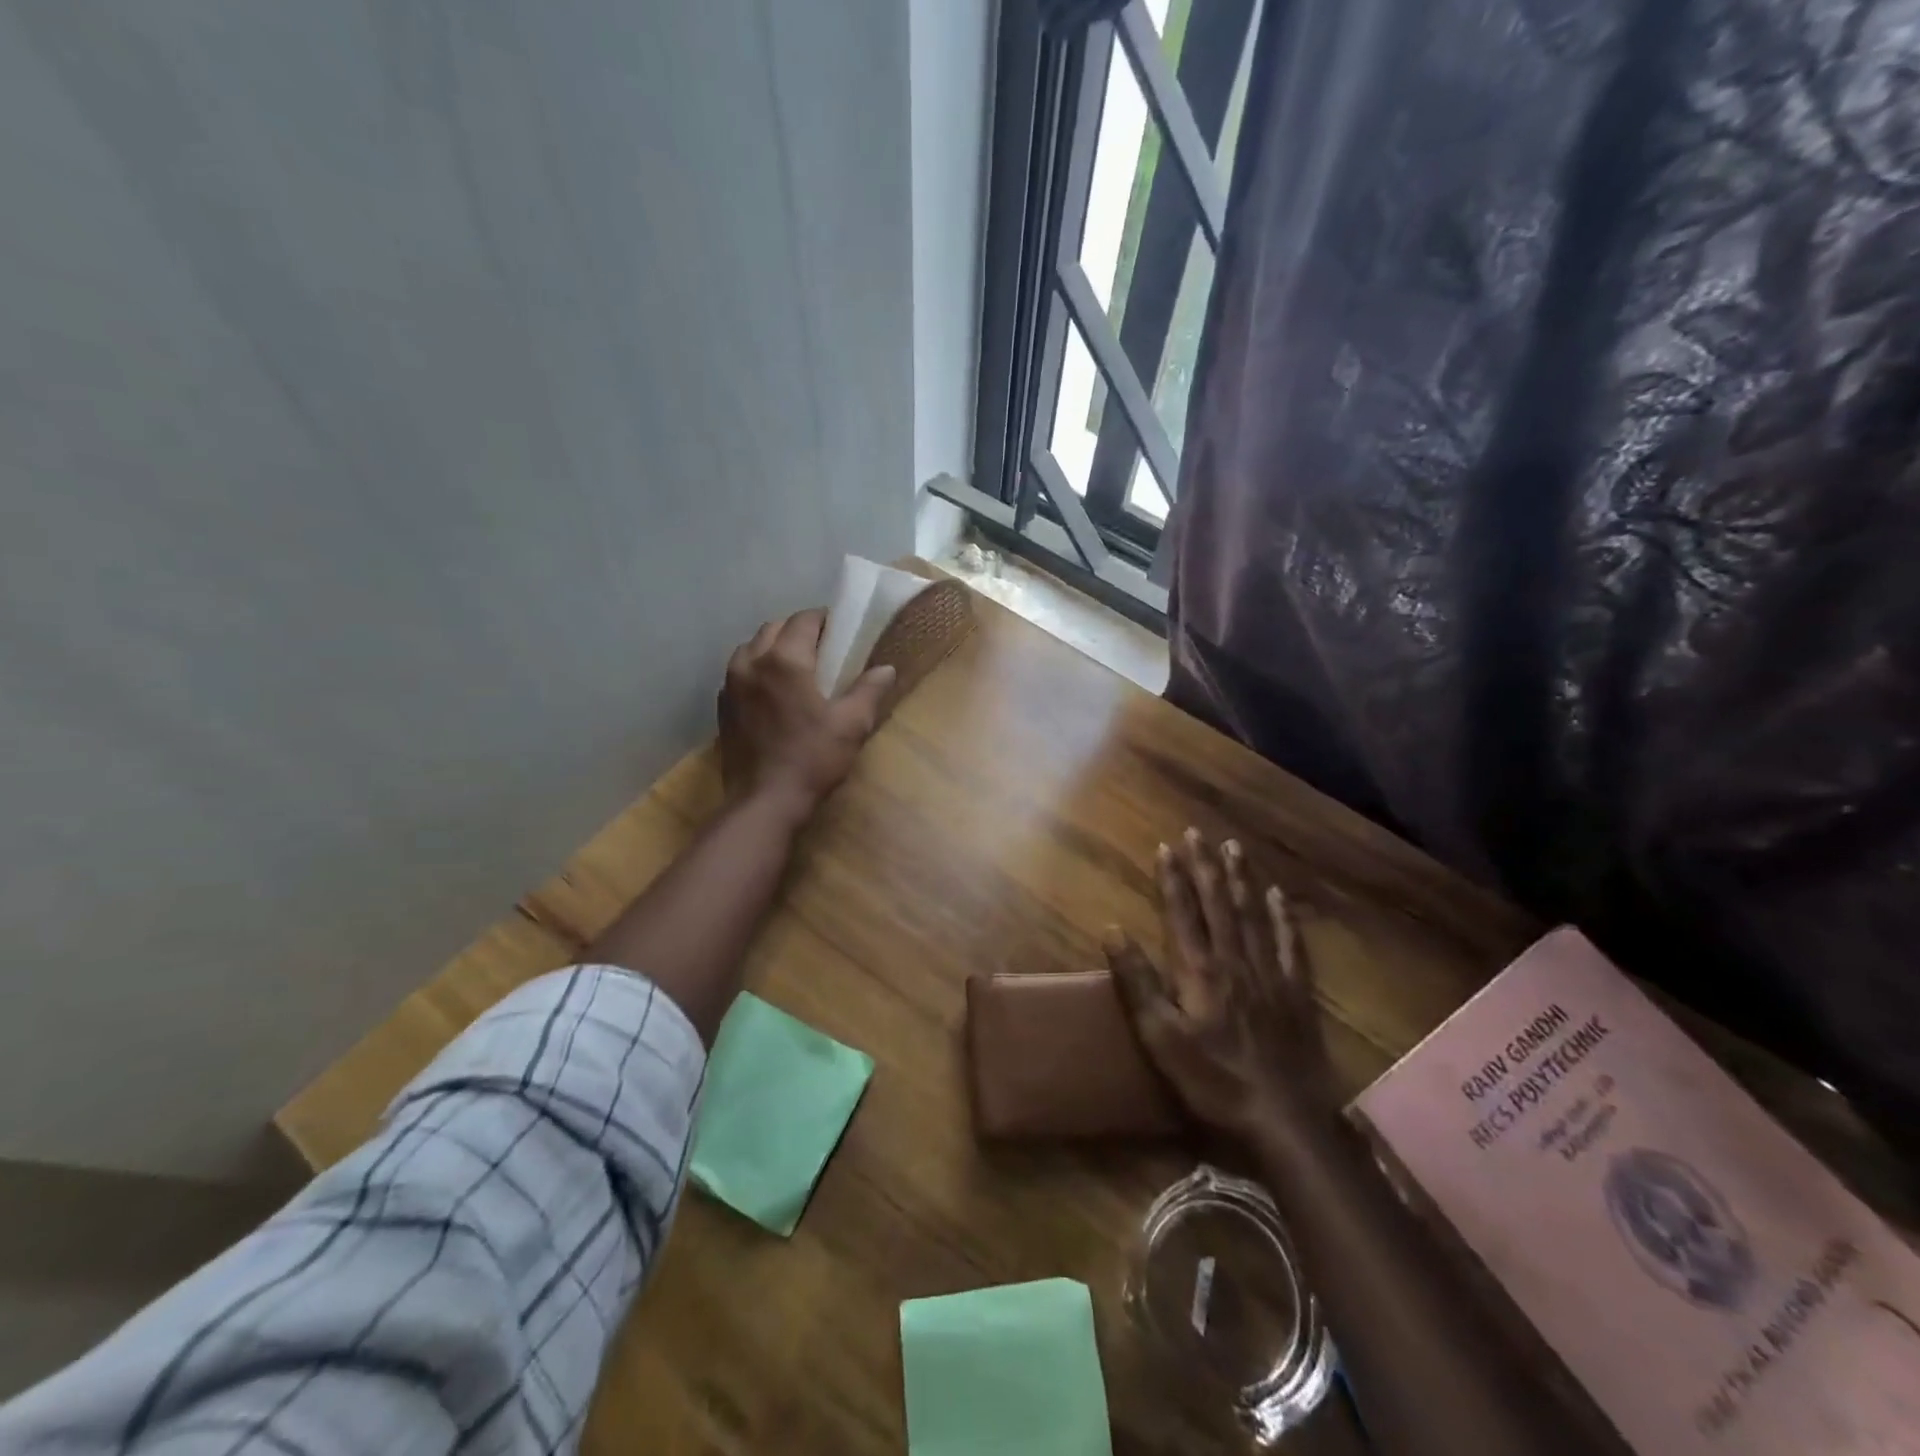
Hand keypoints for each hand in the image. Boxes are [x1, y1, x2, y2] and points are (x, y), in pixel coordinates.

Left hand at [718, 609, 894, 825]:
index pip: (804, 620)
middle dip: (797, 630)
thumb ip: (869, 691)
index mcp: (784, 660)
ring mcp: (731, 684)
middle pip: (774, 628)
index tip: (840, 631)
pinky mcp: (722, 706)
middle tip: (821, 648)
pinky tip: (771, 690)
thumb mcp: (851, 725)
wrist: (764, 801)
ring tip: (794, 666)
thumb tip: (886, 669)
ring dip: (773, 646)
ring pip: (751, 647)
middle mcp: (752, 662)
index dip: (824, 620)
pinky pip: (738, 671)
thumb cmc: (812, 760)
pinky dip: (755, 669)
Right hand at [1105, 830, 1335, 1142]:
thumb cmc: (1214, 1081)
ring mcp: (1270, 974)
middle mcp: (1235, 960)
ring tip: (1233, 848)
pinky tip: (1279, 896)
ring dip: (1240, 879)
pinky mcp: (1297, 993)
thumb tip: (1113, 929)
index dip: (1173, 878)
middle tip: (1198, 833)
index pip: (1182, 912)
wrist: (1285, 1120)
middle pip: (1218, 903)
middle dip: (1205, 866)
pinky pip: (1291, 944)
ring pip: (1253, 914)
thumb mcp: (1161, 1038)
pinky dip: (1284, 917)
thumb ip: (1137, 982)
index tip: (1166, 846)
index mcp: (1199, 970)